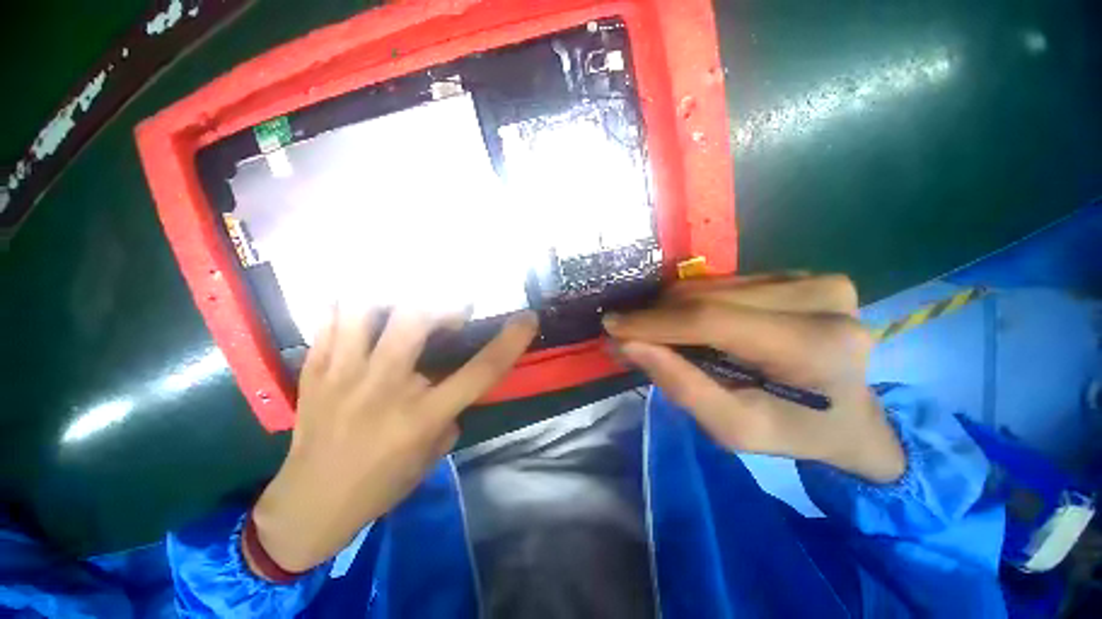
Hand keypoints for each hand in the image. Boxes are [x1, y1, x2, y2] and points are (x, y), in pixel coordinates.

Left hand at [247, 307, 537, 574]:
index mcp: (422, 417)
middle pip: (416, 320)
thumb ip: (450, 411)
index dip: (510, 341)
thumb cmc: (380, 486)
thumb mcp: (432, 455)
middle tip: (455, 308)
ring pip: (364, 310)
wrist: (308, 506)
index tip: (528, 319)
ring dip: (393, 295)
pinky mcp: (315, 373)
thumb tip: (452, 379)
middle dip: (445, 302)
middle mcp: (385, 389)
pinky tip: (362, 304)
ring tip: (407, 298)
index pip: (480, 372)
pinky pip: (329, 322)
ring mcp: (343, 376)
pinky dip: (349, 305)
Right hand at [603, 274, 904, 482]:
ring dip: (672, 309)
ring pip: (711, 285)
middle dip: (656, 317)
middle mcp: (822, 299)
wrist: (851, 416)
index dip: (654, 322)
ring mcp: (813, 280)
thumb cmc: (795, 431)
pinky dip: (694, 302)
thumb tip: (629, 344)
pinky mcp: (800, 275)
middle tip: (626, 335)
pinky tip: (687, 324)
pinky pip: (724, 283)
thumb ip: (682, 386)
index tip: (612, 326)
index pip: (712, 320)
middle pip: (708, 297)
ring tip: (655, 334)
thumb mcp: (735, 429)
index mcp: (815, 347)